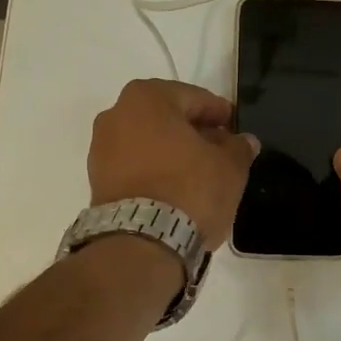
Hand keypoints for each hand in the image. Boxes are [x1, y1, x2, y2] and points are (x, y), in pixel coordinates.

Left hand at [89, 80, 259, 250]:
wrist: (142, 243)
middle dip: (192, 131)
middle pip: (166, 118)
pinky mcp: (96, 181)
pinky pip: (133, 165)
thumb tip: (243, 142)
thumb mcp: (230, 167)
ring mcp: (101, 149)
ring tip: (199, 173)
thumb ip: (238, 147)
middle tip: (219, 149)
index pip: (193, 97)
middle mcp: (116, 114)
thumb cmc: (190, 189)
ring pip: (147, 141)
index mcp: (147, 98)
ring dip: (172, 152)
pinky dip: (153, 170)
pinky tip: (175, 188)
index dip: (218, 112)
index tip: (234, 127)